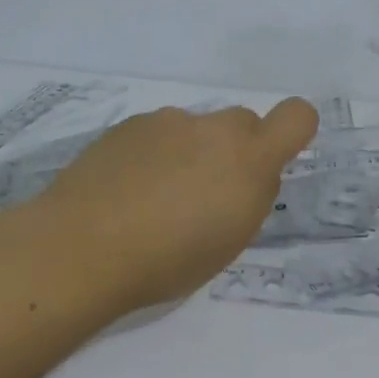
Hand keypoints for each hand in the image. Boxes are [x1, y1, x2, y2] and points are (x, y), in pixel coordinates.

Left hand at [34, 99, 319, 311]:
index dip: (293, 131)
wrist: (81, 247)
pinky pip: (158, 134)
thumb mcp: (229, 240)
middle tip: (205, 195)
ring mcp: (167, 121)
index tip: (272, 160)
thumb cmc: (167, 261)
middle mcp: (213, 128)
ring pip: (196, 130)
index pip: (297, 117)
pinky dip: (153, 155)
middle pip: (242, 123)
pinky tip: (125, 190)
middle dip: (234, 152)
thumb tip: (248, 174)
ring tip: (153, 199)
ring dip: (190, 154)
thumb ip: (250, 195)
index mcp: (249, 159)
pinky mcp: (128, 125)